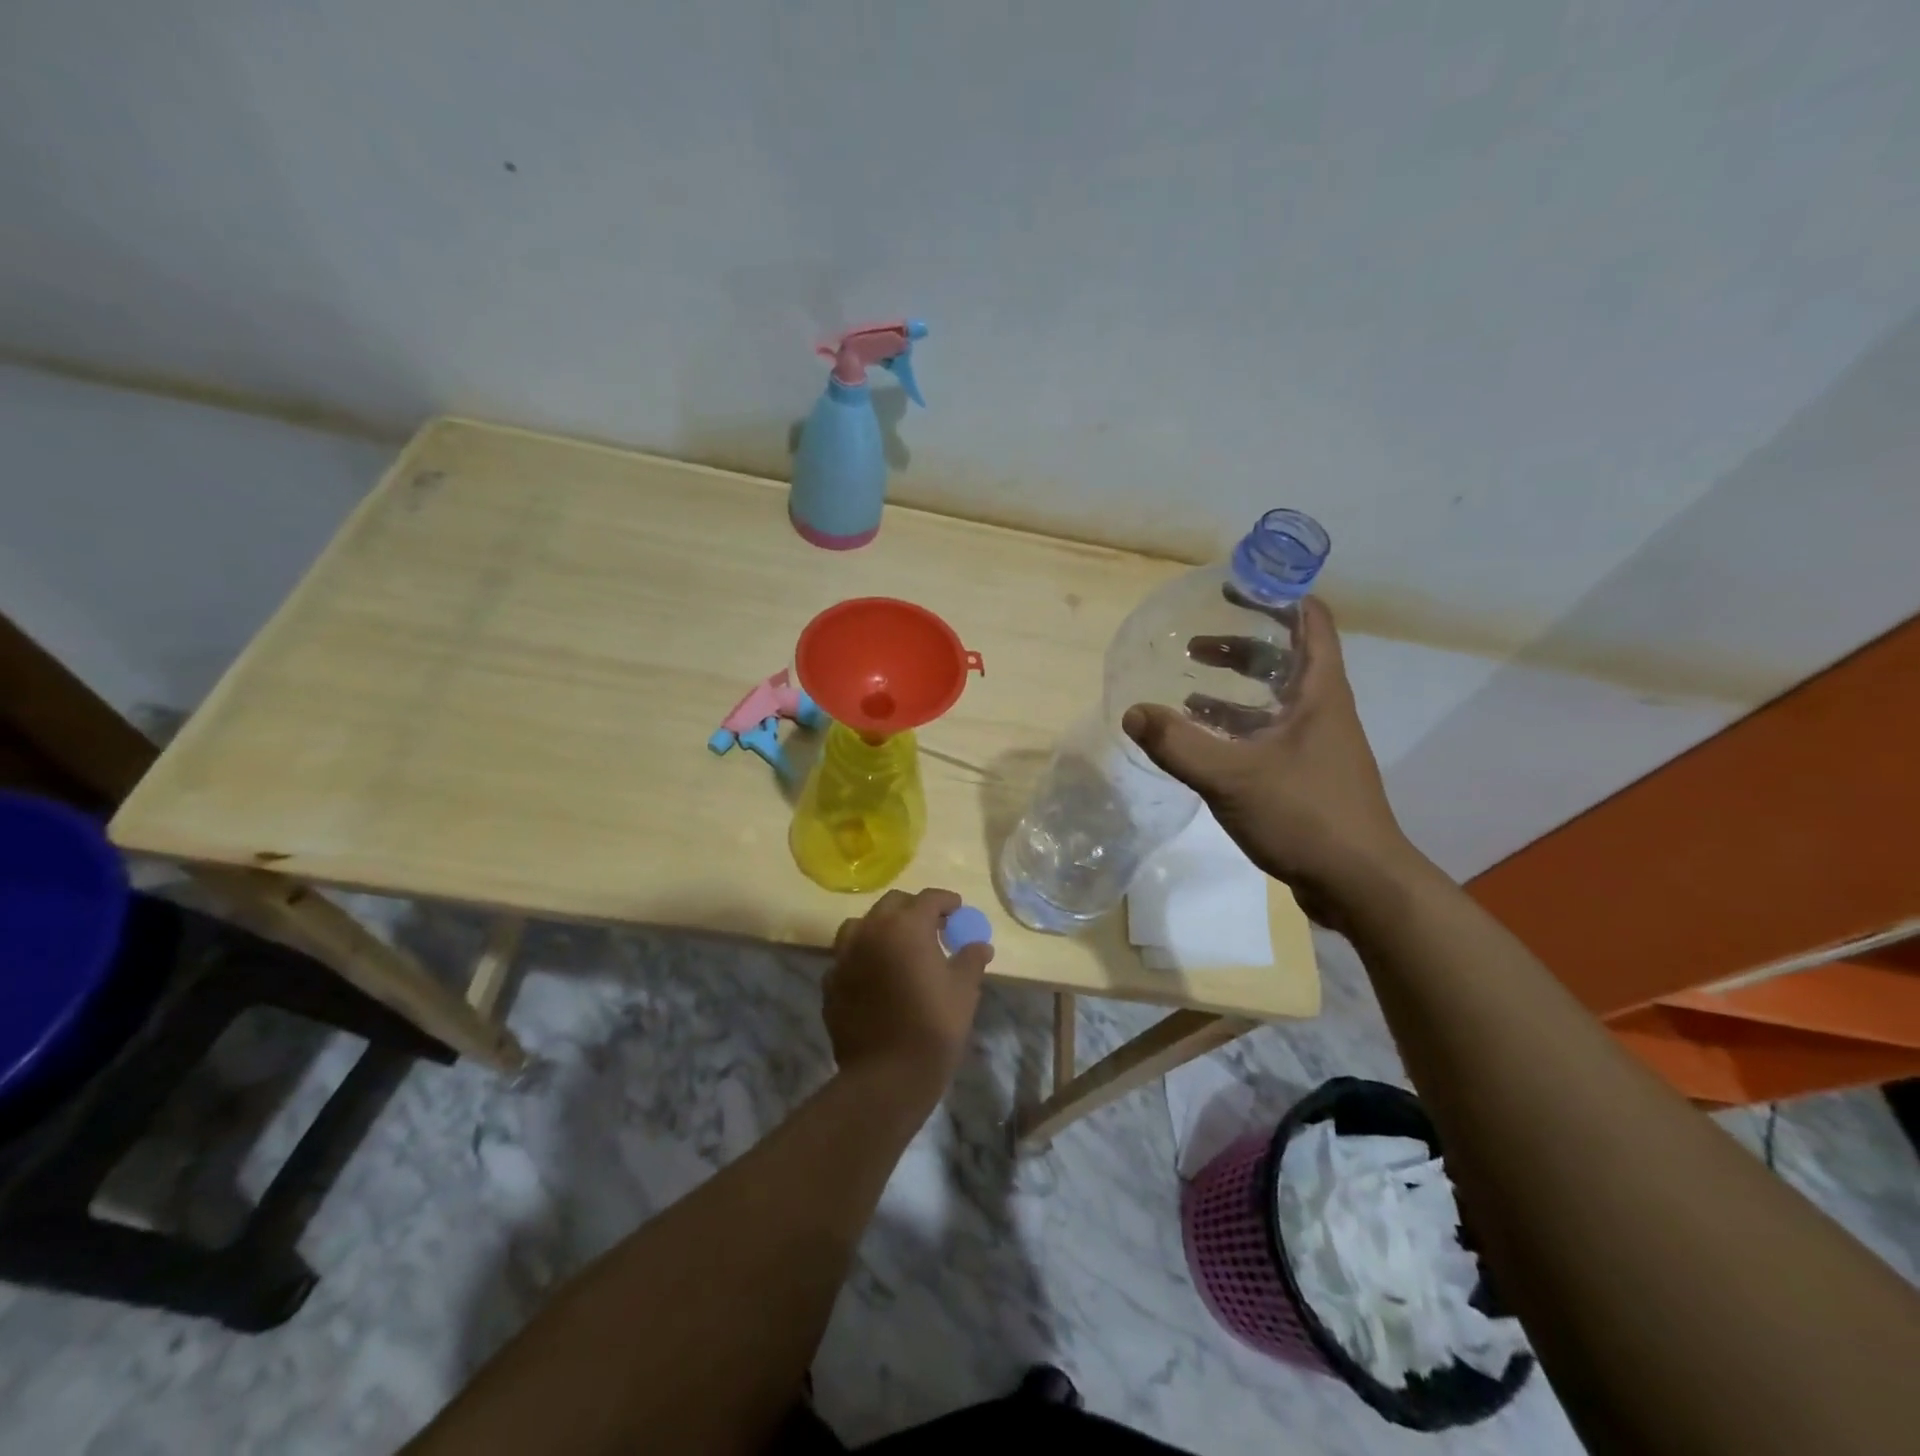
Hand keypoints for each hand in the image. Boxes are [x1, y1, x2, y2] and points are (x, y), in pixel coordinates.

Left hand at [824, 888, 991, 1101]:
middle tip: (932, 927)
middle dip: (913, 909)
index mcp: (906, 927)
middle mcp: (871, 931)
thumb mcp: (963, 991)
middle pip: (892, 904)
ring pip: (861, 925)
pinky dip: (862, 957)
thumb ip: (971, 959)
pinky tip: (874, 975)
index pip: (929, 899)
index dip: (947, 901)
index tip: (957, 910)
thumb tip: (980, 945)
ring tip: (897, 946)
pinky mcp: (830, 982)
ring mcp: (845, 956)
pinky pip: (846, 957)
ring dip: (881, 927)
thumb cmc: (933, 1027)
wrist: (886, 1076)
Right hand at [1121, 597, 1421, 927]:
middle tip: (1195, 642)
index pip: (1309, 620)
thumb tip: (1133, 712)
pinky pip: (1266, 734)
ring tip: (1189, 687)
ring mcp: (1315, 744)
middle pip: (1285, 658)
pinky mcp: (1305, 775)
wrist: (1359, 884)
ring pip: (1273, 699)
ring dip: (1234, 687)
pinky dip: (1235, 727)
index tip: (1235, 586)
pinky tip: (1203, 741)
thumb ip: (1179, 744)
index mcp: (1320, 692)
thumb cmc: (1306, 815)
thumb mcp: (1234, 776)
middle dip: (1241, 644)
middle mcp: (1322, 710)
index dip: (1277, 595)